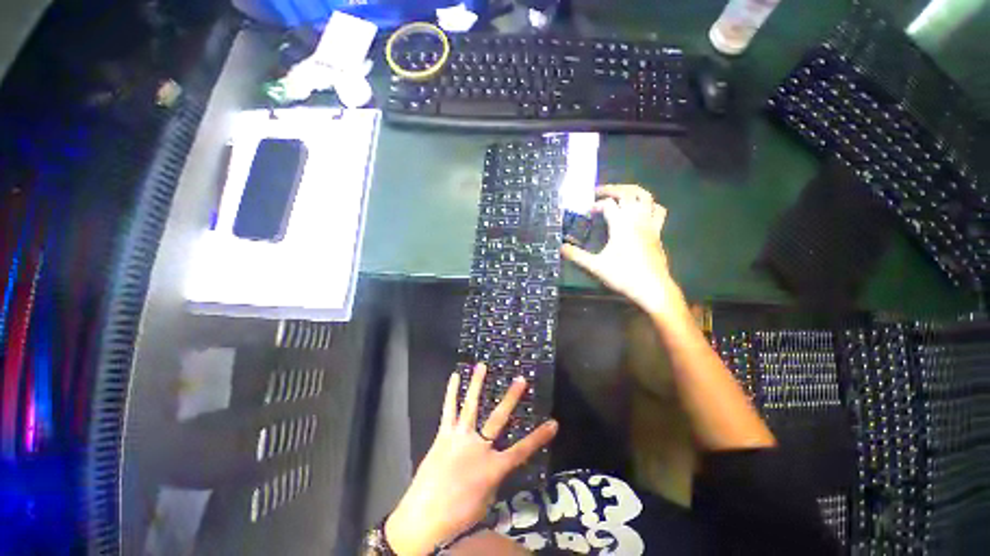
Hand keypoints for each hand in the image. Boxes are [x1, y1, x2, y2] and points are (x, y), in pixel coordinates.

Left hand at [385, 364, 557, 555]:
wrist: (424, 518)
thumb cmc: (459, 515)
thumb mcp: (486, 499)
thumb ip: (493, 476)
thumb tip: (495, 461)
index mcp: (493, 467)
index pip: (522, 450)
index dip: (539, 437)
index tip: (553, 423)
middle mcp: (479, 446)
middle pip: (498, 418)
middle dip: (511, 398)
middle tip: (520, 379)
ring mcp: (460, 437)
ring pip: (471, 405)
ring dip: (477, 384)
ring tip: (482, 365)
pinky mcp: (444, 434)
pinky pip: (449, 410)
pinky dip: (452, 392)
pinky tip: (454, 376)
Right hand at [561, 185, 684, 318]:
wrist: (652, 288)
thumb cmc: (623, 275)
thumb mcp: (595, 266)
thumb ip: (577, 256)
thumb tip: (561, 248)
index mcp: (621, 224)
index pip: (608, 204)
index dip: (595, 205)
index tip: (587, 213)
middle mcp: (637, 219)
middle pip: (628, 193)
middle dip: (613, 189)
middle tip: (600, 191)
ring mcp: (650, 225)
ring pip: (646, 197)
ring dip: (633, 192)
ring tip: (622, 195)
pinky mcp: (658, 233)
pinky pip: (658, 211)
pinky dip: (649, 205)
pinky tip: (642, 211)